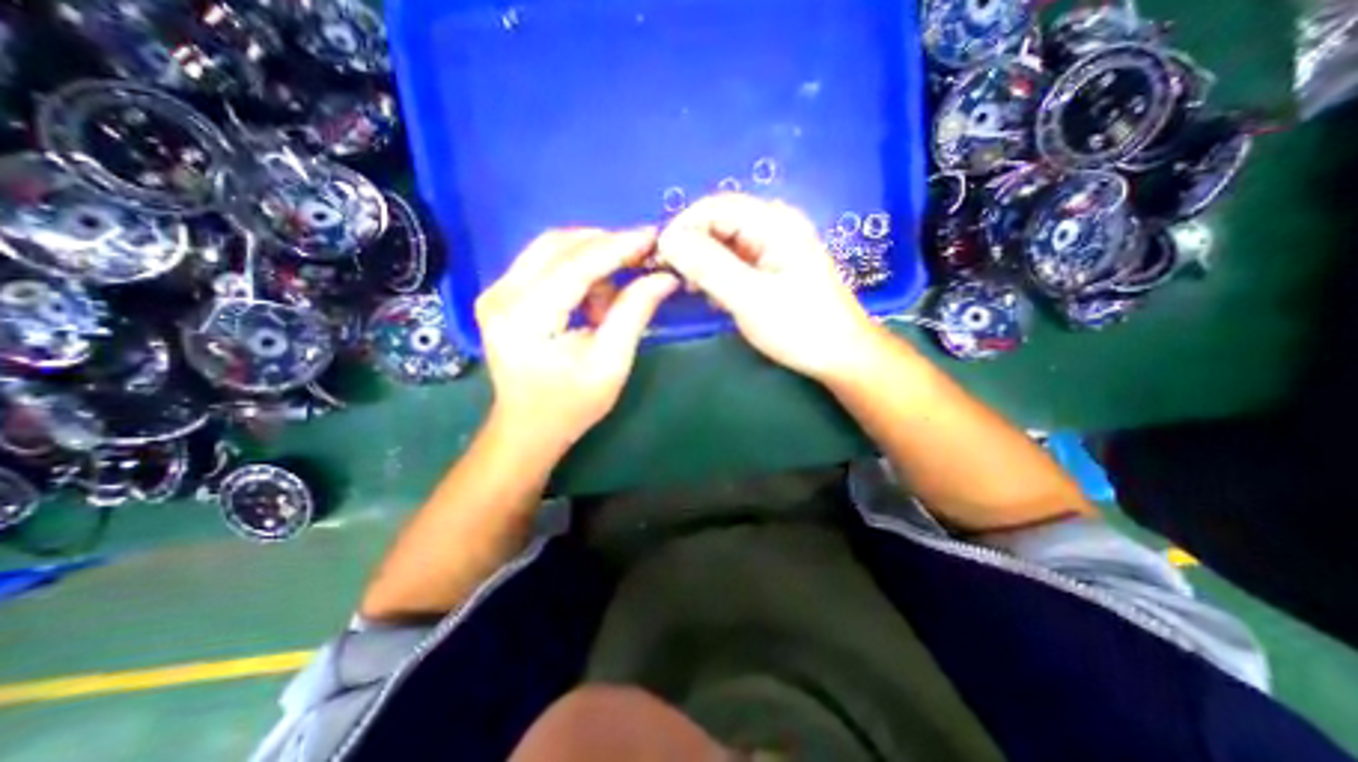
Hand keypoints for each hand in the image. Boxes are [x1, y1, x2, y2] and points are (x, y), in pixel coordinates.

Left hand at [477, 225, 679, 457]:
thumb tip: (663, 278)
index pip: (576, 264)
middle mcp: (502, 294)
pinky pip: (545, 262)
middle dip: (607, 244)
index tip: (654, 235)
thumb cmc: (571, 404)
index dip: (618, 246)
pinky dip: (578, 269)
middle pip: (559, 245)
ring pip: (551, 248)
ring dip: (593, 257)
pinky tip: (596, 295)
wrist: (528, 427)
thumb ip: (634, 314)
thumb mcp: (611, 363)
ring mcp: (496, 291)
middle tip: (644, 255)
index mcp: (525, 317)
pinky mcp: (502, 294)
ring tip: (620, 287)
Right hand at [656, 194, 887, 383]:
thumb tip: (668, 240)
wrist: (841, 355)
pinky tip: (715, 296)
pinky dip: (719, 274)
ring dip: (704, 261)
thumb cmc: (799, 327)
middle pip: (720, 221)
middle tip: (674, 277)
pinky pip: (737, 260)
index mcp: (774, 223)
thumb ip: (708, 266)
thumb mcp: (749, 297)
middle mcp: (775, 226)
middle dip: (692, 245)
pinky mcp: (774, 267)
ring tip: (694, 290)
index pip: (715, 206)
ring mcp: (775, 247)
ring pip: (726, 242)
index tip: (660, 256)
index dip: (683, 226)